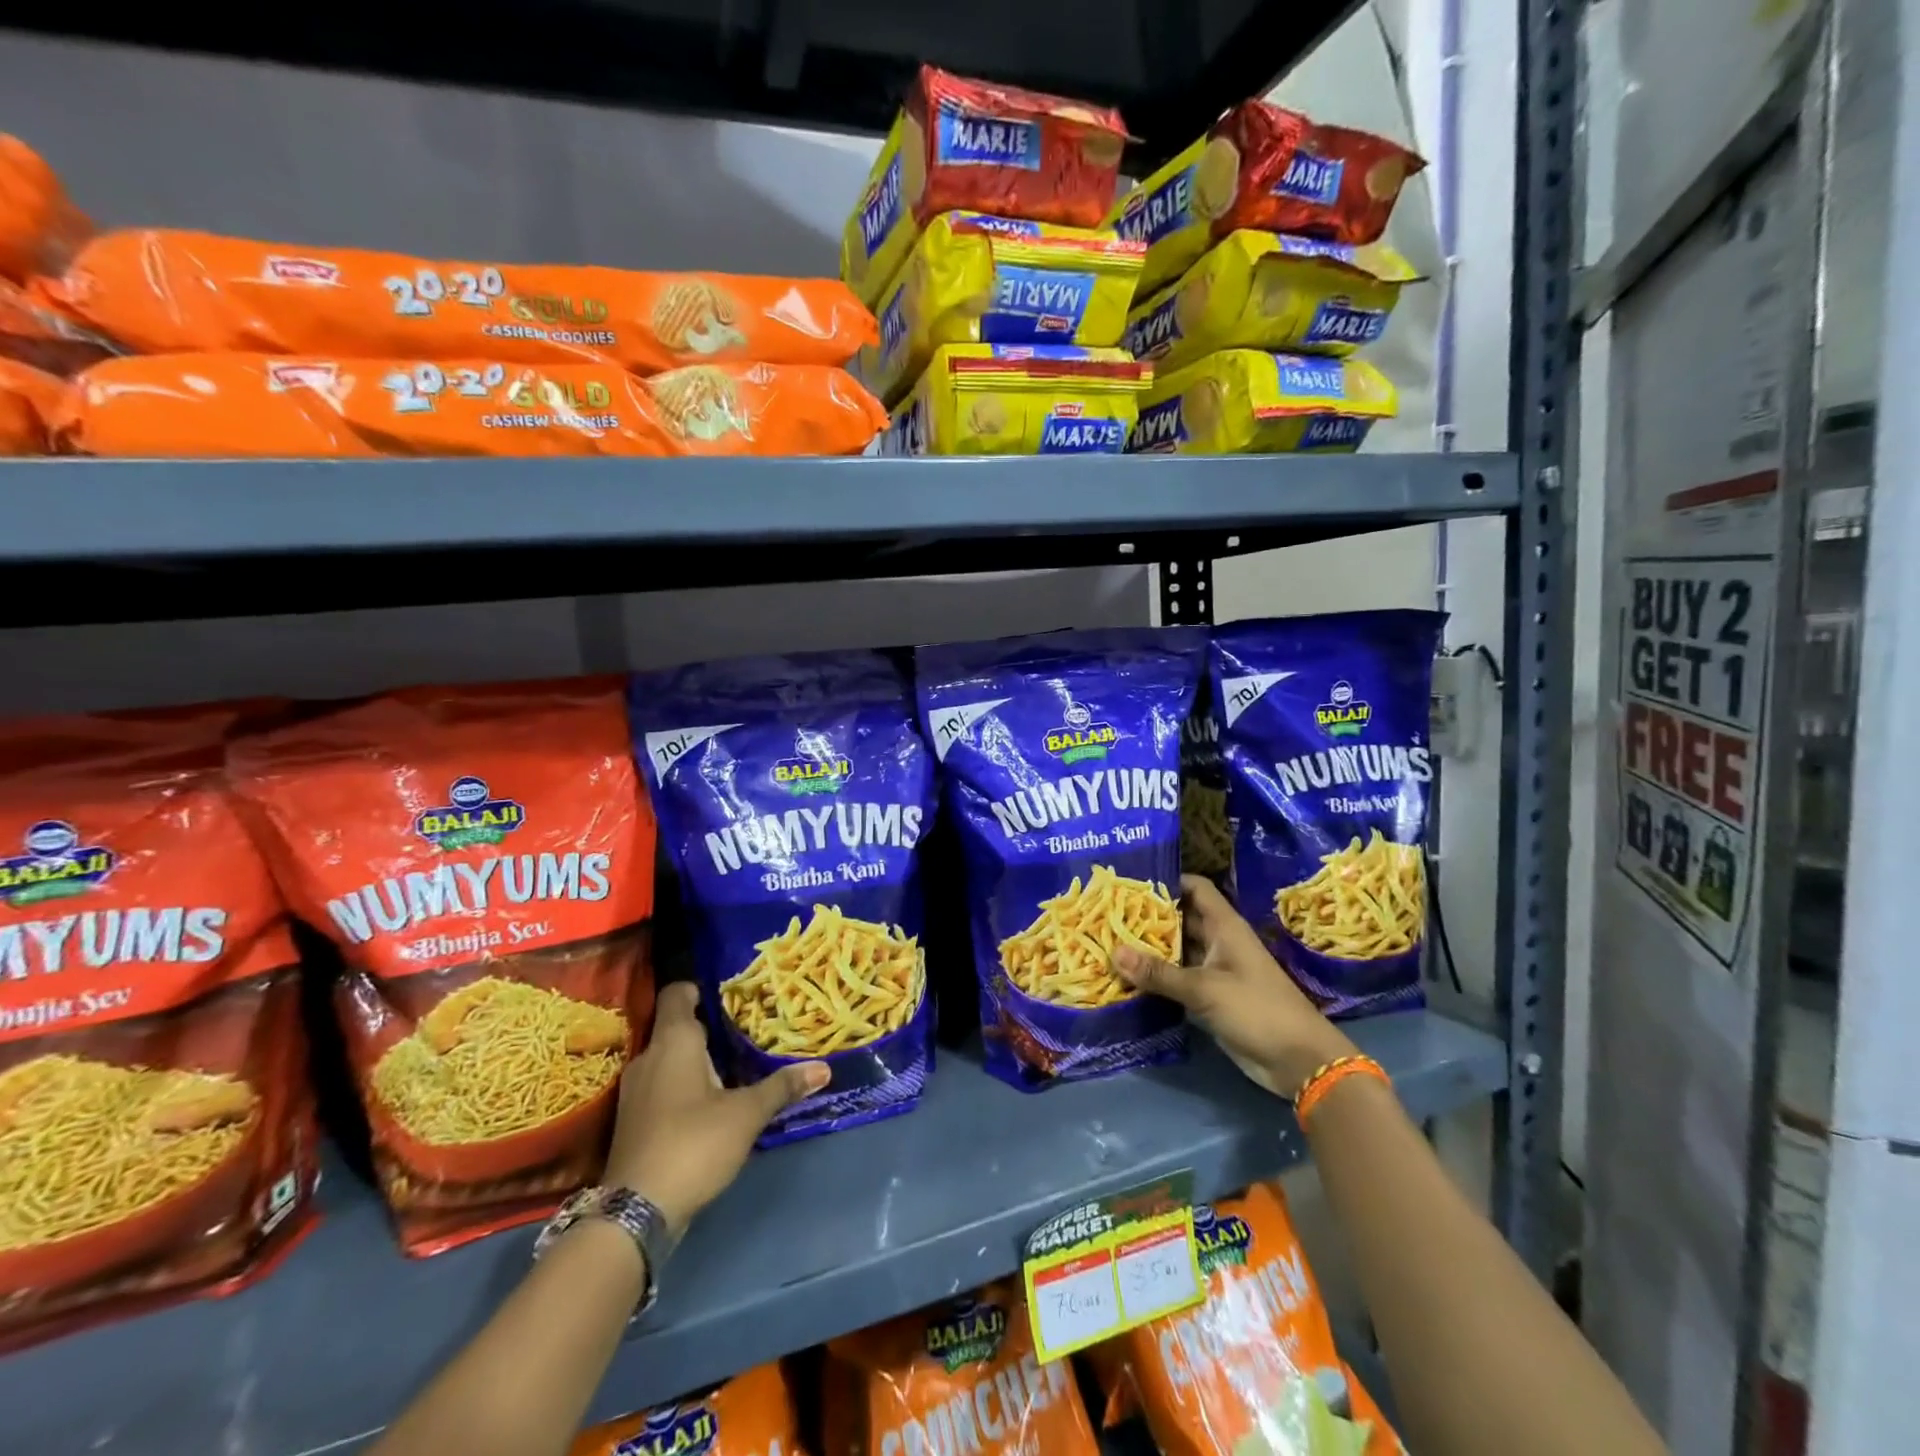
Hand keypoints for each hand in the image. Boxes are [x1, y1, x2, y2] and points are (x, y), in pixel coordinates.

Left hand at [603, 981, 827, 1232]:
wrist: (635, 1213)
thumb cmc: (693, 1144)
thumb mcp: (746, 1114)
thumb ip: (782, 1087)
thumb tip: (823, 1068)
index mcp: (673, 1041)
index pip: (678, 992)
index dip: (702, 988)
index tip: (733, 995)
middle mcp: (648, 1056)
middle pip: (677, 1026)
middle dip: (710, 1027)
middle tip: (747, 1030)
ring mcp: (636, 1090)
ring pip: (669, 1058)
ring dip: (697, 1059)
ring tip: (735, 1064)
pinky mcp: (633, 1120)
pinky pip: (662, 1085)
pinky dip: (684, 1085)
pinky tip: (711, 1101)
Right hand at [1111, 875, 1356, 1097]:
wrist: (1298, 1061)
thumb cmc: (1257, 1009)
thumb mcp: (1204, 988)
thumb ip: (1159, 973)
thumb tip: (1113, 953)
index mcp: (1225, 926)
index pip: (1195, 888)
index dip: (1168, 879)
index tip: (1132, 880)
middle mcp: (1219, 942)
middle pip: (1181, 918)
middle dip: (1149, 915)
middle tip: (1109, 912)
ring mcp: (1215, 970)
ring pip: (1177, 950)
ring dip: (1150, 948)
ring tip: (1109, 940)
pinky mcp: (1211, 997)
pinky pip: (1178, 978)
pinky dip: (1157, 977)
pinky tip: (1128, 976)